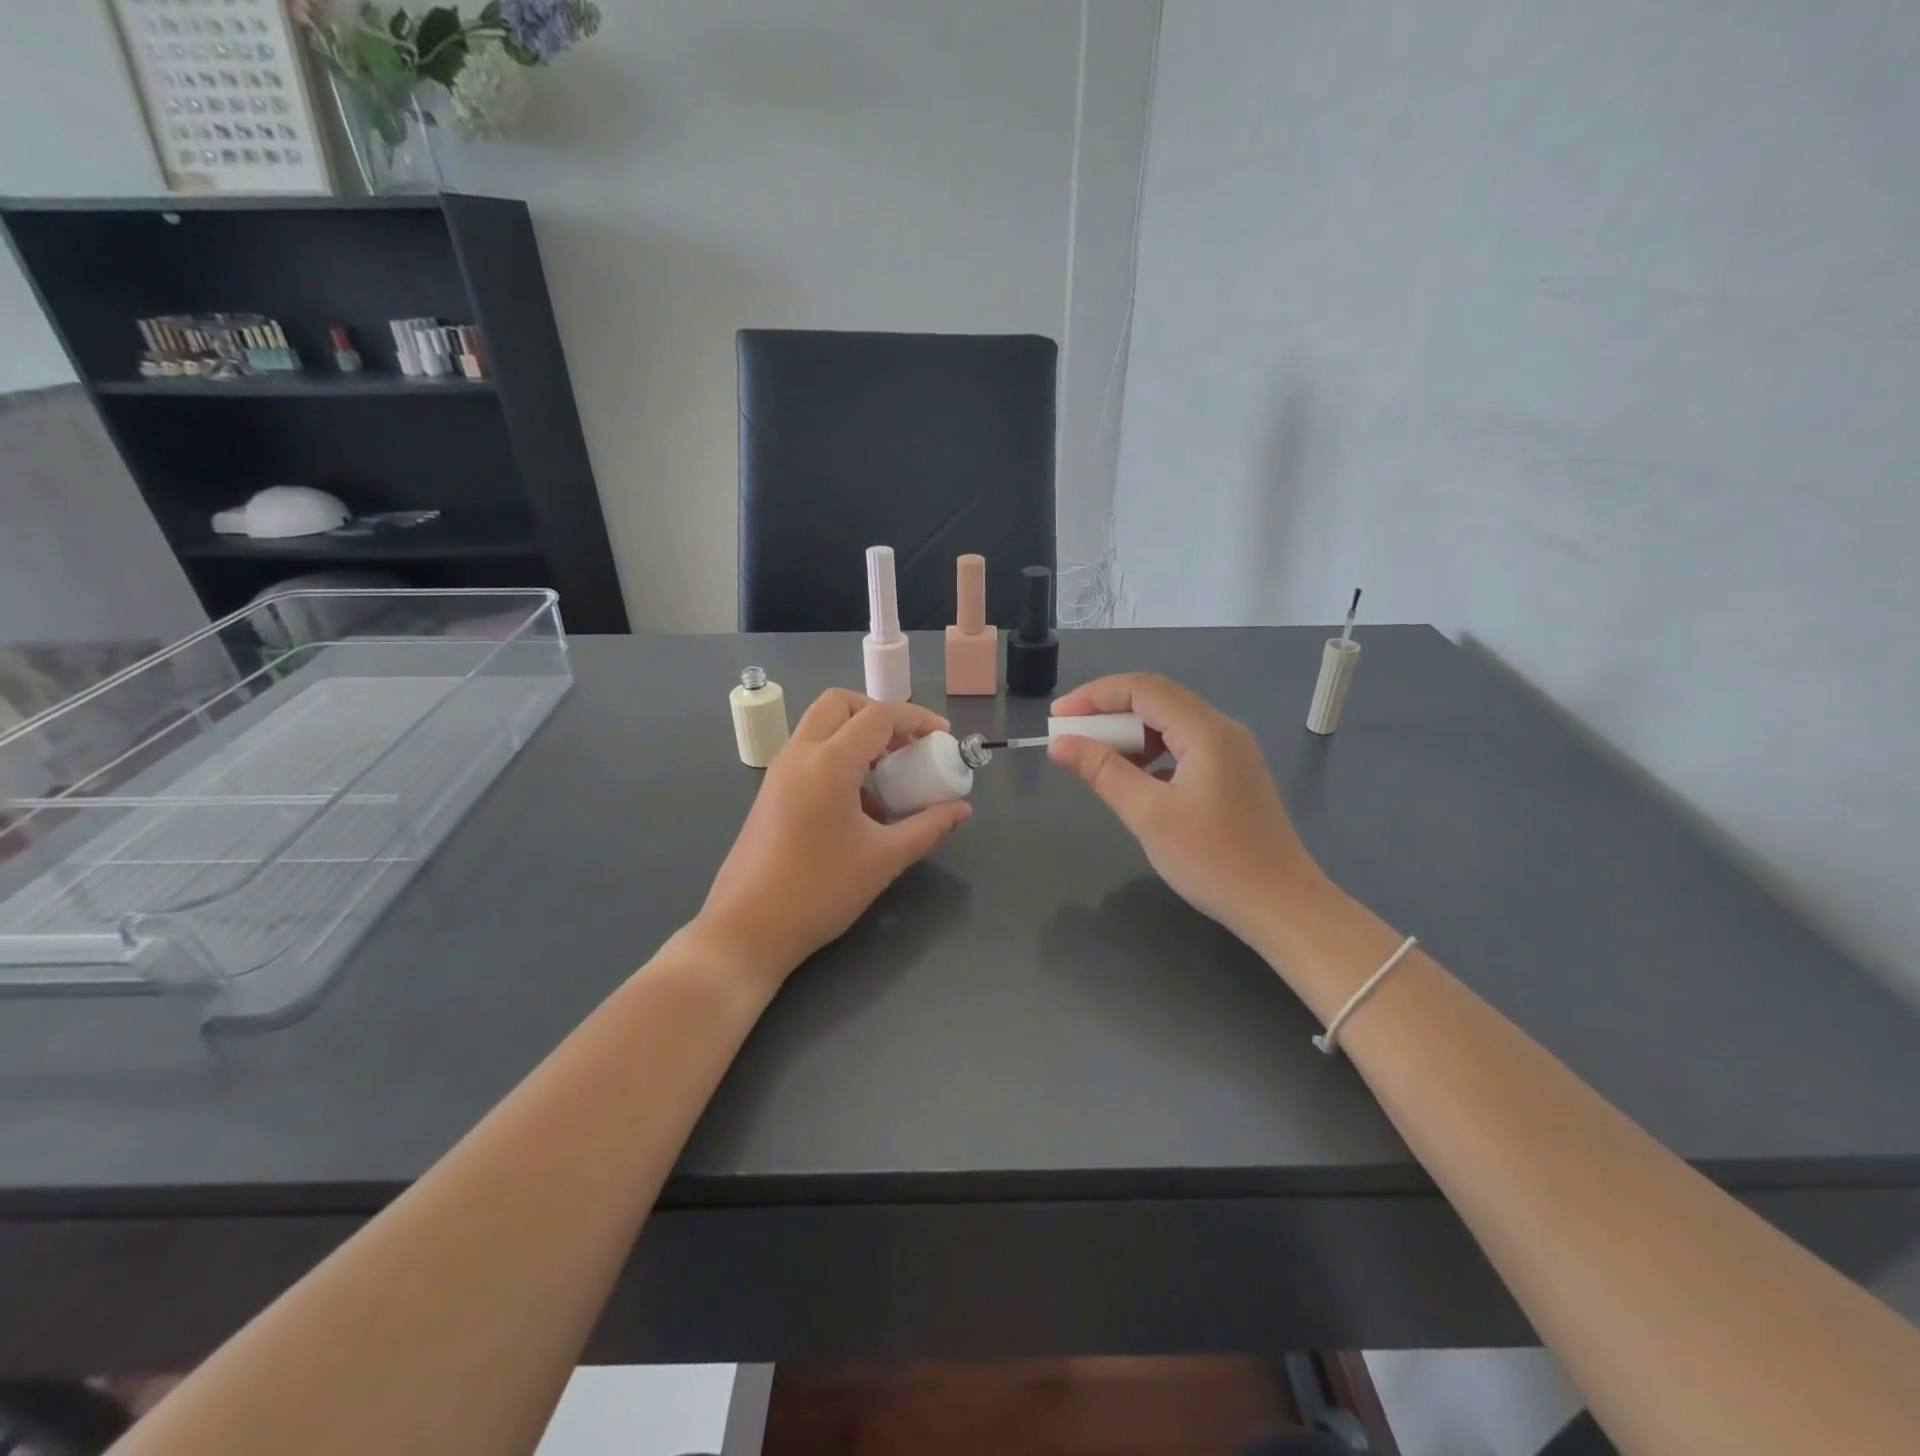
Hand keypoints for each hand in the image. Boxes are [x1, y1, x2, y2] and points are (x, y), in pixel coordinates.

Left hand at [694, 689, 971, 984]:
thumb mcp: (884, 859)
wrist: (746, 930)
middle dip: (879, 714)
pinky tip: (858, 804)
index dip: (916, 718)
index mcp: (828, 762)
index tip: (943, 737)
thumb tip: (961, 810)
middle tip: (908, 745)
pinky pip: (808, 753)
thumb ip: (928, 827)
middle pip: (840, 704)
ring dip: (857, 735)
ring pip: (820, 726)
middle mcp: (799, 754)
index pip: (878, 715)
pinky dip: (837, 756)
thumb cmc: (819, 891)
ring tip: (888, 776)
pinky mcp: (770, 792)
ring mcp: (779, 772)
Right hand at [1048, 673, 1320, 943]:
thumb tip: (1060, 743)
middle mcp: (1221, 730)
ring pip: (1169, 724)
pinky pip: (1182, 747)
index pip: (1142, 689)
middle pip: (1156, 700)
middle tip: (1069, 737)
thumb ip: (1102, 771)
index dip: (1094, 696)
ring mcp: (1231, 752)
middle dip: (1108, 713)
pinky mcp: (1231, 775)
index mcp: (1206, 731)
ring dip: (1129, 735)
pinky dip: (1150, 754)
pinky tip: (1133, 779)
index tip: (1057, 717)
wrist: (1280, 905)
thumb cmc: (1213, 859)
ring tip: (1095, 758)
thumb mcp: (1148, 814)